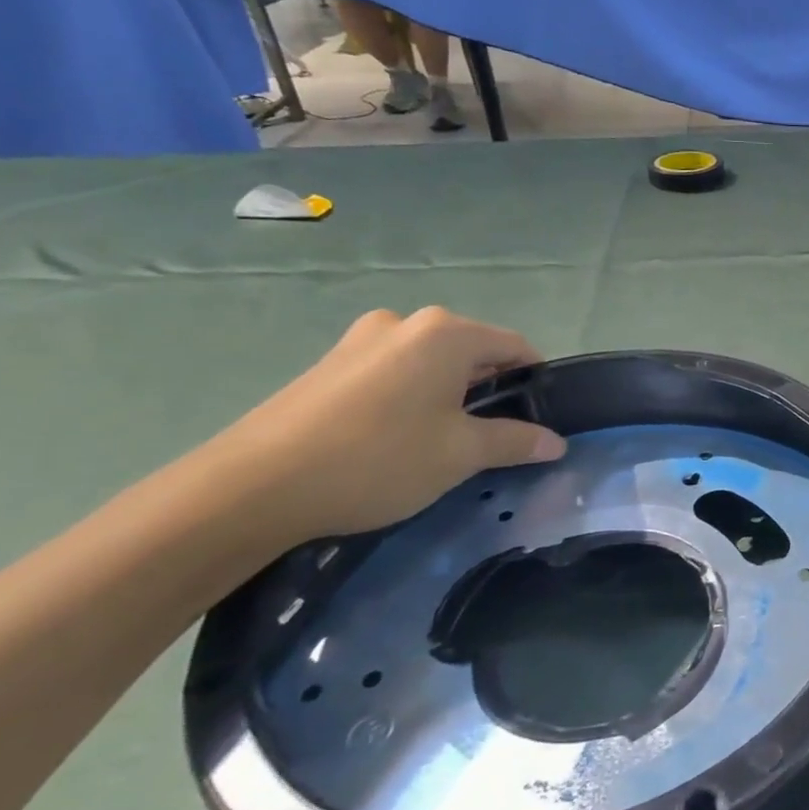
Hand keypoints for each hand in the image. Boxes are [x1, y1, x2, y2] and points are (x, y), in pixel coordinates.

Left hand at [207, 308, 564, 545]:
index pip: (515, 346)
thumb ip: (515, 442)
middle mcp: (407, 323)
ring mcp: (362, 340)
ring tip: (443, 441)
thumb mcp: (460, 454)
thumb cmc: (378, 458)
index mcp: (447, 333)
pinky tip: (397, 437)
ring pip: (430, 363)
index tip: (539, 419)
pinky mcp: (329, 364)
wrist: (252, 486)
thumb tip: (556, 442)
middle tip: (493, 437)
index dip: (535, 381)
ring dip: (449, 394)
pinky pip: (393, 372)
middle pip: (472, 352)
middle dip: (491, 390)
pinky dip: (410, 396)